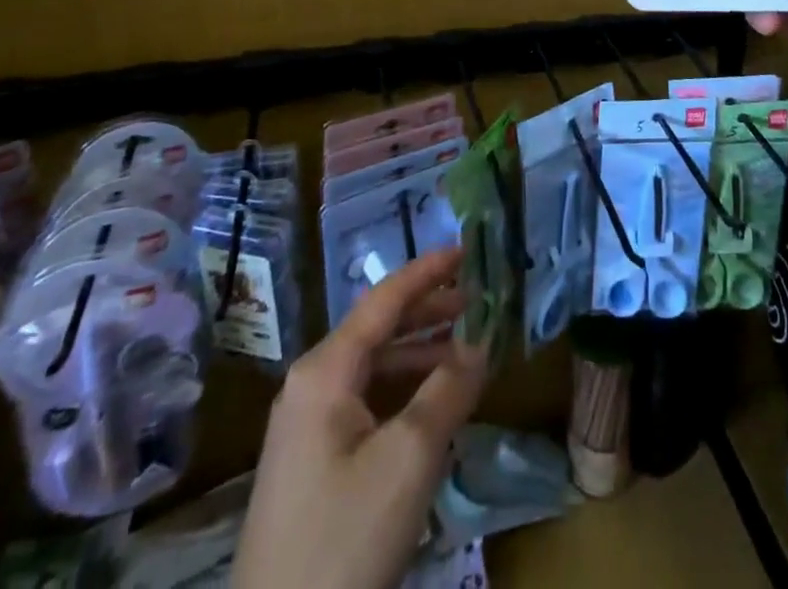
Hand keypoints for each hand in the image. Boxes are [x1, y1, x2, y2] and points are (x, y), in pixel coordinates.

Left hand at [236, 249, 487, 588]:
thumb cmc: (344, 537)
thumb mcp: (408, 458)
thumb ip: (448, 389)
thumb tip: (481, 342)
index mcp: (325, 369)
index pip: (384, 299)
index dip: (428, 271)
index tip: (467, 249)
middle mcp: (311, 384)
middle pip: (378, 329)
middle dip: (429, 311)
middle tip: (478, 301)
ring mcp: (307, 425)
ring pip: (373, 367)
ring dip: (420, 352)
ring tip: (466, 349)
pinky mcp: (312, 462)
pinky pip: (366, 401)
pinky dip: (404, 390)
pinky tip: (434, 403)